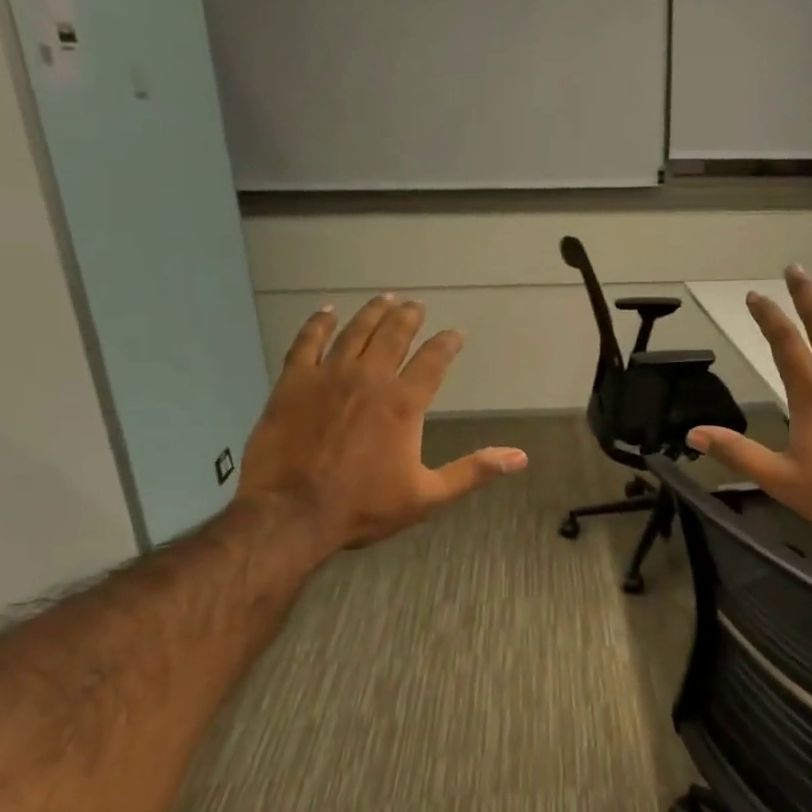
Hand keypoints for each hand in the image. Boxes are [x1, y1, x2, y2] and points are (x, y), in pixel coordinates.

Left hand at [236, 295, 526, 552]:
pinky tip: (327, 312)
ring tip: (384, 298)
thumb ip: (473, 471)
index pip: (433, 361)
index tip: (455, 334)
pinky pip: (307, 342)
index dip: (447, 344)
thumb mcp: (428, 495)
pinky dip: (319, 324)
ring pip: (355, 332)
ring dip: (373, 313)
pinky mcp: (293, 382)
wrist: (292, 512)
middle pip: (394, 336)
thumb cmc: (364, 506)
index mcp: (404, 403)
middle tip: (416, 305)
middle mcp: (370, 378)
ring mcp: (329, 376)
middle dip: (409, 317)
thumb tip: (520, 457)